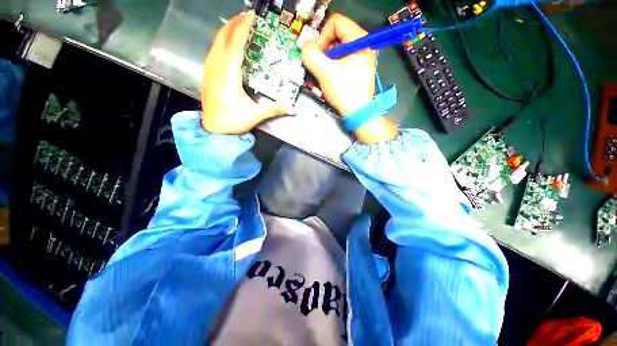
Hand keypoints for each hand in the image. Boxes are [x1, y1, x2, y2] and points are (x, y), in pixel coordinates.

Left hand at [200, 11, 292, 133]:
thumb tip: (292, 108)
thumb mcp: (255, 115)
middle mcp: (216, 67)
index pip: (235, 44)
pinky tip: (227, 43)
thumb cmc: (232, 122)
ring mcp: (209, 70)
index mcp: (228, 74)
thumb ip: (274, 109)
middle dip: (234, 24)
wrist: (213, 130)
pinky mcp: (207, 75)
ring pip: (216, 43)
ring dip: (227, 31)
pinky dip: (221, 42)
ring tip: (238, 25)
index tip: (251, 16)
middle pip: (223, 37)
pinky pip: (213, 51)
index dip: (242, 28)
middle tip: (246, 15)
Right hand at [301, 14, 375, 114]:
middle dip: (324, 50)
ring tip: (325, 74)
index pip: (335, 23)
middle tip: (319, 65)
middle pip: (337, 35)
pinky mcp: (359, 67)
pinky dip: (333, 65)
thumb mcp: (325, 73)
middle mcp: (363, 44)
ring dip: (327, 59)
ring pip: (338, 48)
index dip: (322, 36)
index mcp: (359, 39)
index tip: (318, 54)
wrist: (359, 112)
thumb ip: (311, 56)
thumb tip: (305, 48)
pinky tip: (331, 77)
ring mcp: (362, 56)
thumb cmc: (345, 93)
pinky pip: (342, 59)